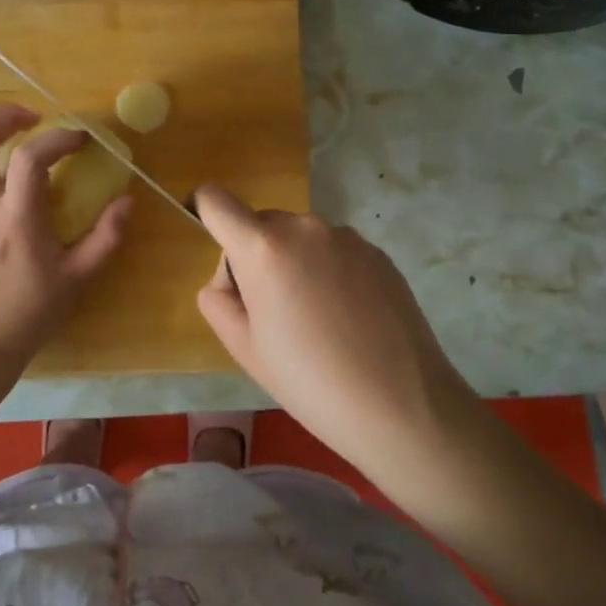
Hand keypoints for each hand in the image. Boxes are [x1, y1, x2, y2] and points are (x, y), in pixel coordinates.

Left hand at [0, 104, 132, 365]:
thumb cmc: (31, 312)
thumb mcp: (78, 277)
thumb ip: (106, 237)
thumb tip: (127, 201)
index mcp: (16, 217)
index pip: (31, 157)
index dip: (59, 138)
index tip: (82, 140)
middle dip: (0, 116)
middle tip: (32, 119)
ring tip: (5, 136)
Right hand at [191, 185, 476, 483]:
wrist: (400, 405)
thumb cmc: (309, 381)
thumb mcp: (244, 349)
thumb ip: (218, 299)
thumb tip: (230, 279)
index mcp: (263, 247)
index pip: (215, 200)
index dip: (205, 214)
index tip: (217, 250)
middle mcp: (305, 227)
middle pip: (261, 225)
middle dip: (256, 258)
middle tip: (275, 315)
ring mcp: (347, 237)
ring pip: (301, 240)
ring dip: (296, 265)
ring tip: (319, 323)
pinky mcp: (378, 253)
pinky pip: (335, 252)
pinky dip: (330, 273)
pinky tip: (349, 320)